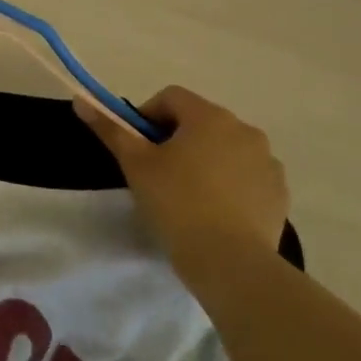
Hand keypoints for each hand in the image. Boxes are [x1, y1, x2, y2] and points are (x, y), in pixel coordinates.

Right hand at [76, 87, 288, 262]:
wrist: (230, 262)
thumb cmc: (177, 203)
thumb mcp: (135, 164)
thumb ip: (110, 129)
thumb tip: (81, 100)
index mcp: (209, 117)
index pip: (171, 97)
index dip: (148, 116)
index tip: (138, 147)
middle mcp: (245, 130)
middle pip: (200, 121)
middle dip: (177, 139)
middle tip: (158, 173)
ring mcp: (267, 162)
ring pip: (226, 149)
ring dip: (206, 160)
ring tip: (188, 195)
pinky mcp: (279, 193)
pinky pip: (247, 176)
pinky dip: (230, 184)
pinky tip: (215, 212)